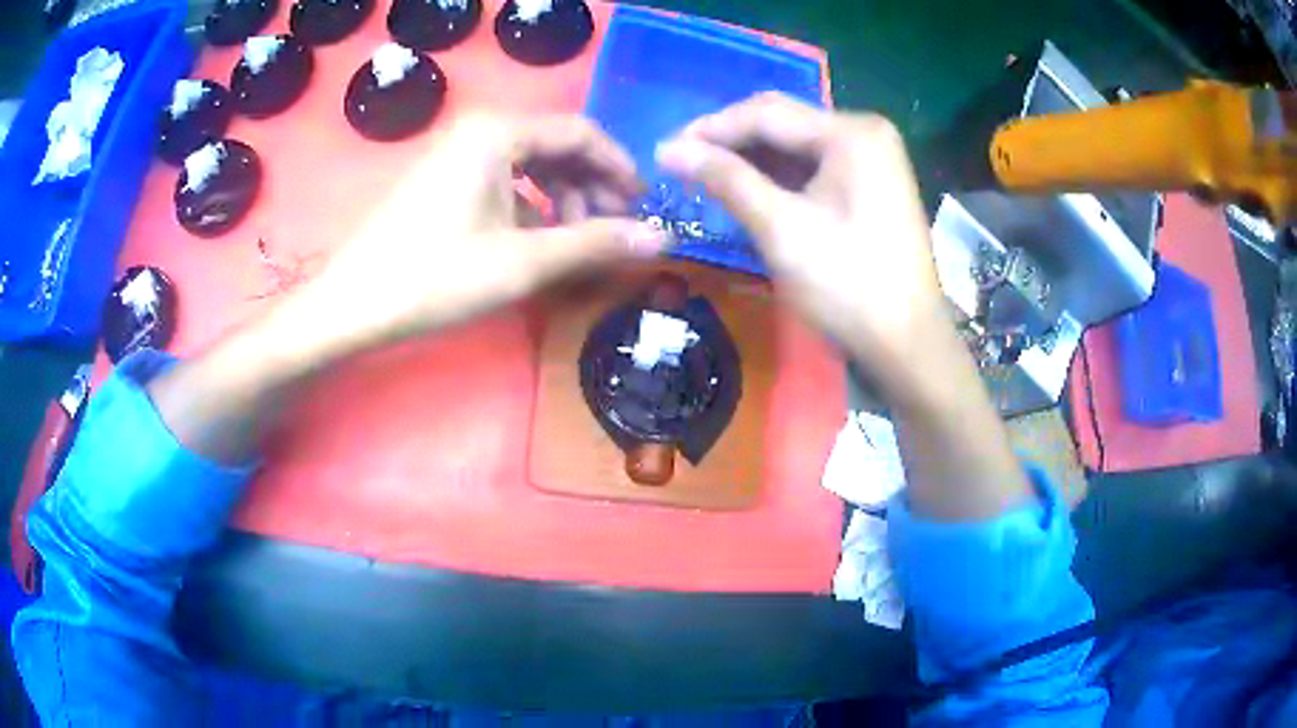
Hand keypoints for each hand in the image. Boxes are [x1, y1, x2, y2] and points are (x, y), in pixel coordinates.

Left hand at [303, 113, 667, 352]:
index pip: (582, 134)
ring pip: (531, 166)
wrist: (352, 305)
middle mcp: (480, 131)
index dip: (620, 169)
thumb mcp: (523, 263)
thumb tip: (662, 239)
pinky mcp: (444, 180)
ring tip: (578, 243)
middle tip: (614, 232)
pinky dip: (531, 209)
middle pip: (557, 147)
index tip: (645, 208)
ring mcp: (457, 154)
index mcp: (499, 133)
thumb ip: (595, 244)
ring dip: (564, 201)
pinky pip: (504, 182)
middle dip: (592, 188)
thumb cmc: (435, 277)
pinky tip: (539, 243)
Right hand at [658, 93, 1030, 520]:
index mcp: (850, 133)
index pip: (766, 114)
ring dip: (751, 160)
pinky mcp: (871, 184)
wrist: (907, 343)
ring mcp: (872, 158)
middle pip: (783, 123)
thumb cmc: (847, 284)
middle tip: (681, 165)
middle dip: (730, 142)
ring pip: (796, 146)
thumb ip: (726, 179)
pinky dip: (778, 178)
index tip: (664, 150)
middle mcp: (864, 132)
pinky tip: (747, 190)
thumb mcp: (781, 228)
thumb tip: (668, 149)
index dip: (710, 129)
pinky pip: (814, 167)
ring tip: (704, 178)